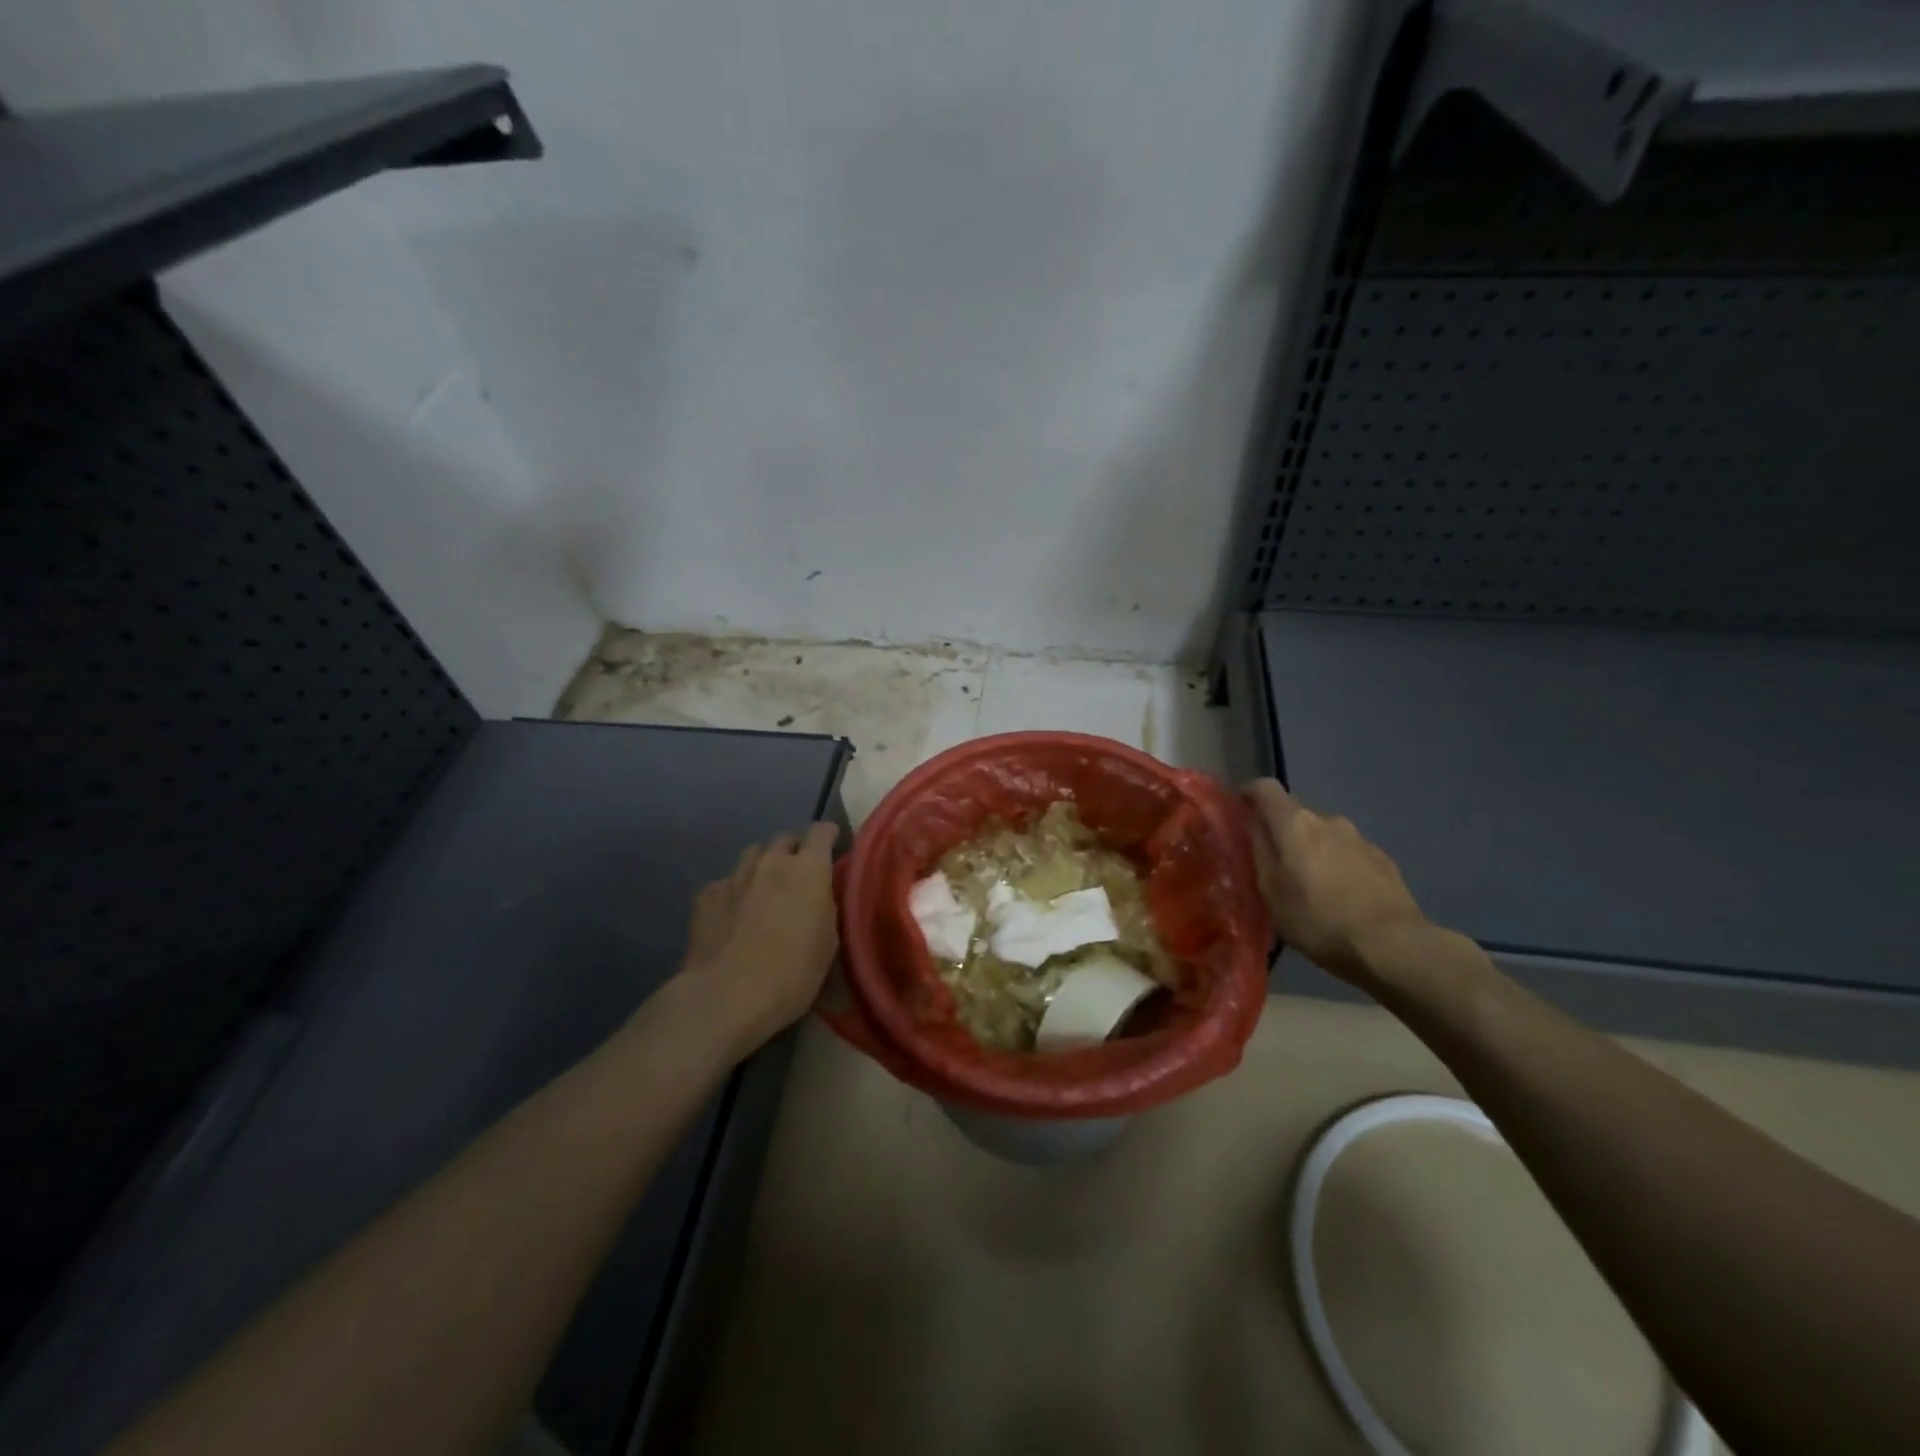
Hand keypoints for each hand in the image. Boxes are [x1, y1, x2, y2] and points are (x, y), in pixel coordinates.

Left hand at [675, 822, 840, 1054]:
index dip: (828, 836)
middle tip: (796, 877)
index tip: (832, 845)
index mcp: (808, 870)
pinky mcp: (706, 895)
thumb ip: (824, 907)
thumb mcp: (827, 943)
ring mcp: (735, 875)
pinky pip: (725, 882)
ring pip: (752, 855)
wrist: (727, 996)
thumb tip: (816, 897)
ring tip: (763, 892)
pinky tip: (731, 916)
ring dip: (762, 867)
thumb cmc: (792, 974)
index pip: (821, 832)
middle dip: (792, 852)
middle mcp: (771, 862)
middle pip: (784, 839)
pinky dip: (733, 892)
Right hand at [1242, 779, 1428, 985]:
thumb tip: (1254, 826)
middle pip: (1296, 814)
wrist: (1393, 945)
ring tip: (1310, 885)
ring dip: (1312, 850)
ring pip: (1324, 835)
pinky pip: (1348, 853)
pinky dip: (1337, 865)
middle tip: (1274, 864)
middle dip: (1282, 832)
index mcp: (1295, 823)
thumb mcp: (1272, 892)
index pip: (1265, 788)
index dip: (1249, 793)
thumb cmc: (1319, 920)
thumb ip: (1260, 852)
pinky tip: (1340, 896)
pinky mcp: (1383, 859)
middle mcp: (1328, 820)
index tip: (1239, 809)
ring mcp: (1360, 838)